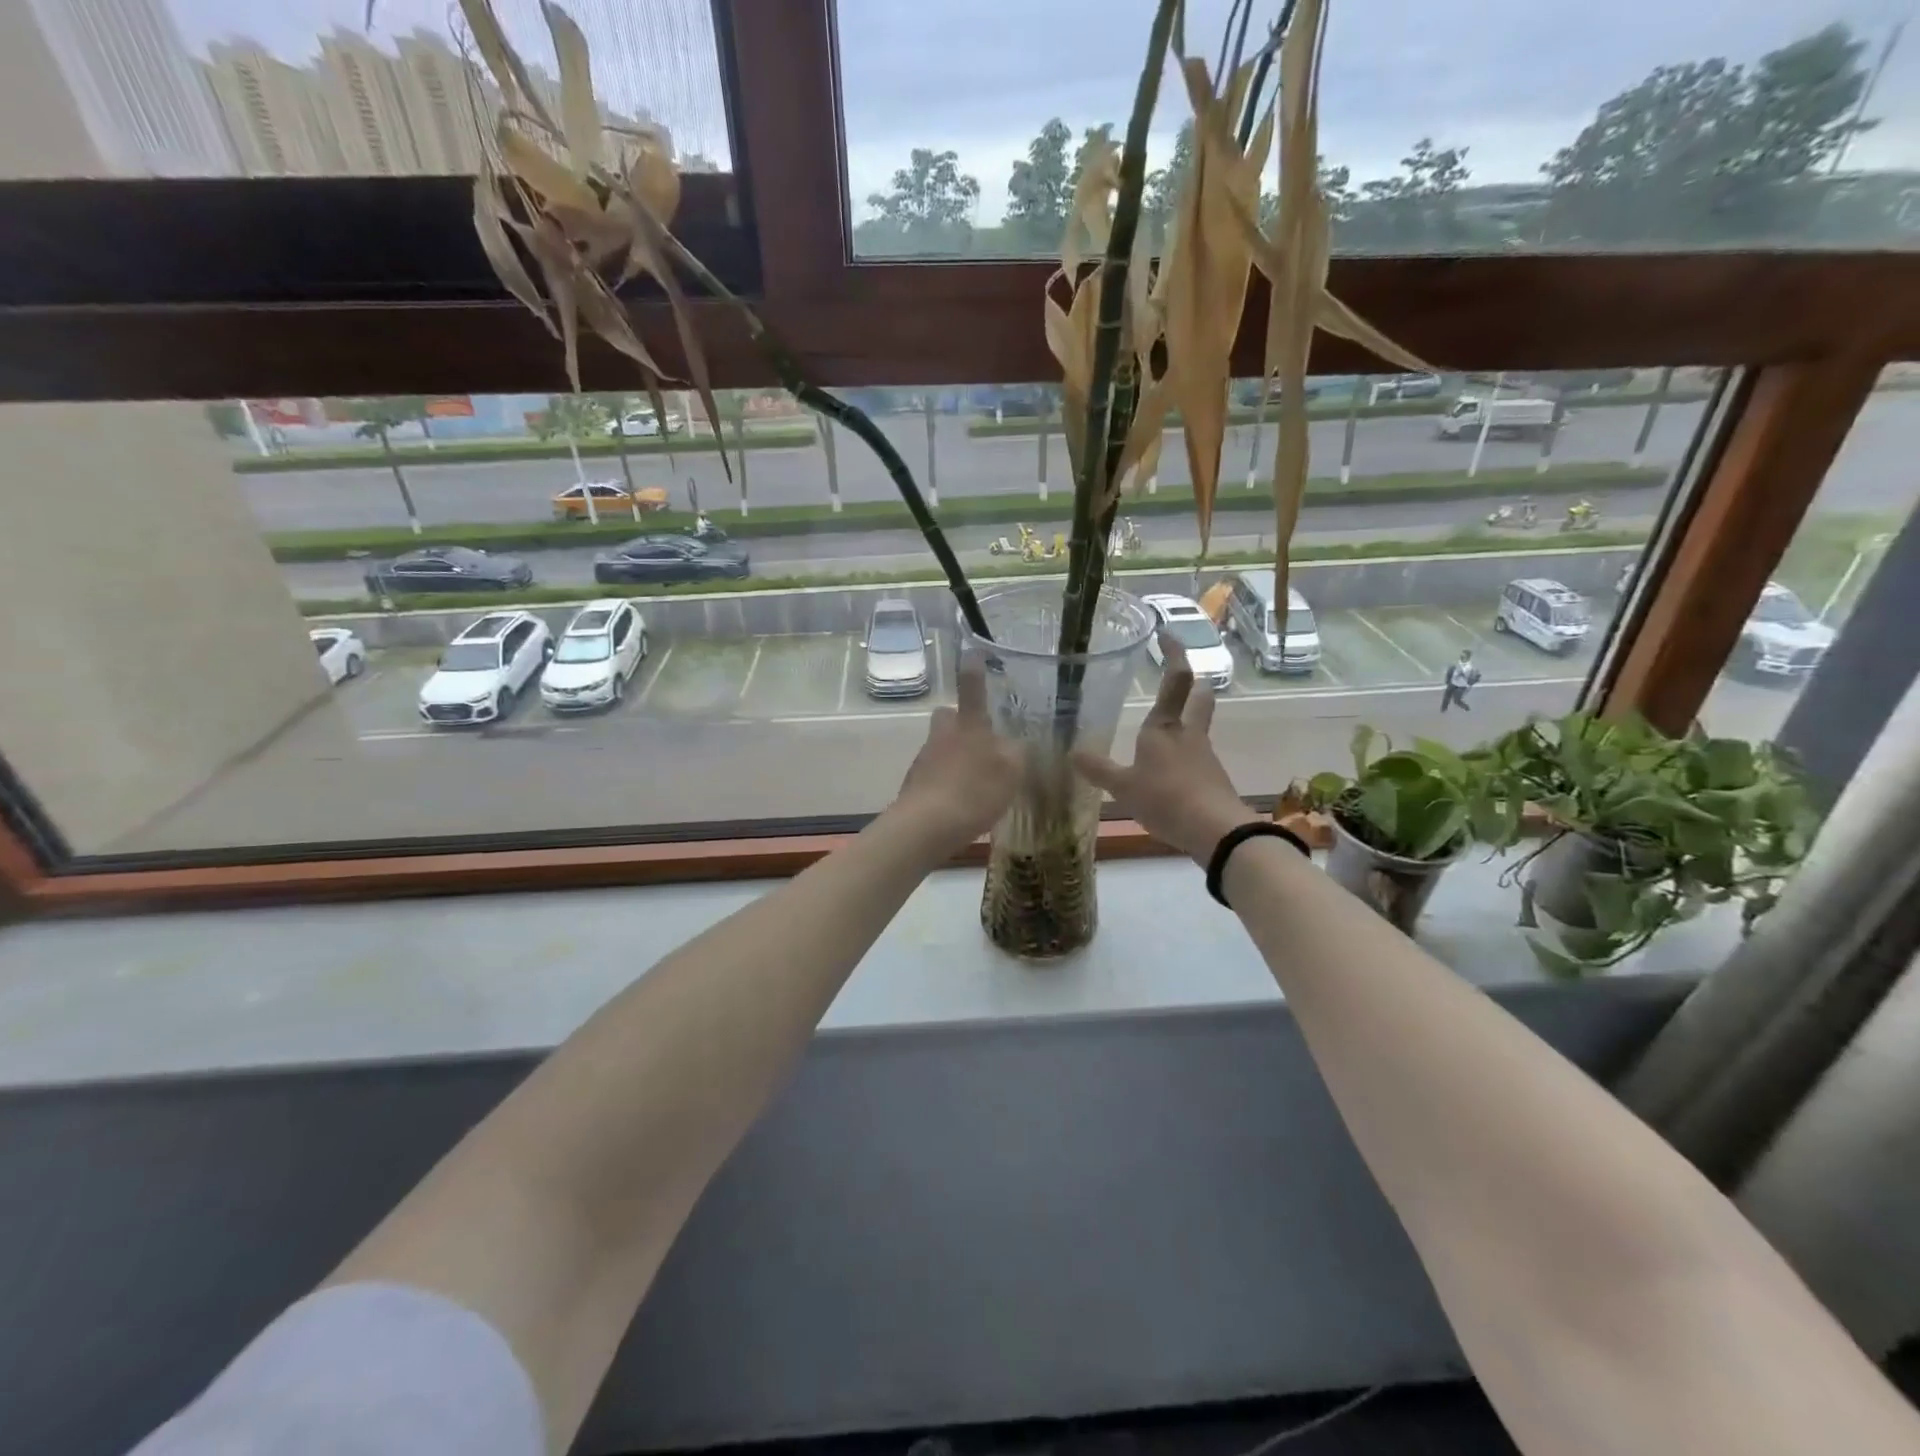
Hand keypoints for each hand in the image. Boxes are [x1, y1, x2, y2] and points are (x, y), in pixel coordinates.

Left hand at [889, 652, 1021, 854]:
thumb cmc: (973, 791)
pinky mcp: (914, 784)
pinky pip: (934, 773)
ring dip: (954, 755)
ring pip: (940, 746)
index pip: (972, 688)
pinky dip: (947, 781)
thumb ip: (1017, 754)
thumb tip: (1016, 743)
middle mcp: (942, 735)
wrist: (926, 826)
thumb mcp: (1011, 772)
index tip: (973, 652)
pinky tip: (961, 802)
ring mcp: (924, 759)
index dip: (974, 669)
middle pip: (946, 716)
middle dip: (958, 720)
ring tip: (977, 780)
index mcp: (968, 726)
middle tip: (978, 738)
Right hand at [1073, 633, 1257, 862]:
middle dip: (1194, 684)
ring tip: (1166, 728)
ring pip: (1199, 727)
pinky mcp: (1212, 779)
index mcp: (1165, 727)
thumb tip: (1071, 752)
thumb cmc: (1166, 798)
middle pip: (1200, 698)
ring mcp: (1204, 756)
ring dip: (1189, 719)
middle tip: (1185, 678)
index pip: (1175, 679)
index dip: (1174, 653)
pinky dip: (1185, 754)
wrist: (1216, 831)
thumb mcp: (1123, 787)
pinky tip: (1171, 770)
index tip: (1167, 633)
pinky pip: (1197, 757)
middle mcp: (1189, 734)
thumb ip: (1098, 770)